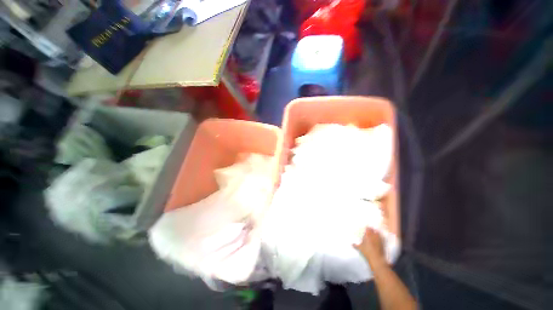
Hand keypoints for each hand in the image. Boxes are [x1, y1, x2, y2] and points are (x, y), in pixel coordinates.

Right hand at [353, 228, 386, 269]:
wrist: (377, 258)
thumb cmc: (367, 252)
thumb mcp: (360, 248)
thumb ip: (355, 245)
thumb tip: (352, 244)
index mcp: (368, 235)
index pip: (368, 228)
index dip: (367, 228)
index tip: (366, 228)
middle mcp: (374, 236)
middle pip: (373, 229)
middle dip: (372, 229)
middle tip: (370, 230)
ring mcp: (379, 239)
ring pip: (378, 233)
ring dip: (376, 232)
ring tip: (375, 233)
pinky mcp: (383, 243)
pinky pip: (382, 238)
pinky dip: (381, 237)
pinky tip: (379, 239)